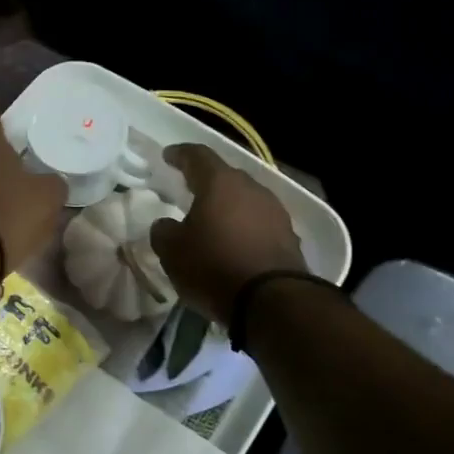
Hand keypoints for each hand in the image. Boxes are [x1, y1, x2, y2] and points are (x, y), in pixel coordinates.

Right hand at [150, 144, 307, 322]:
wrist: (271, 300)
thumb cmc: (213, 266)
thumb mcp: (171, 251)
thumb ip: (163, 231)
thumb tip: (166, 224)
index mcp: (220, 183)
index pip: (197, 156)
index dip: (180, 154)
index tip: (168, 156)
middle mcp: (251, 189)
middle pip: (226, 177)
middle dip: (207, 182)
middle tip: (190, 190)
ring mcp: (275, 212)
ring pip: (246, 200)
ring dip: (229, 207)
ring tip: (214, 221)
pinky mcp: (290, 237)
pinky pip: (260, 224)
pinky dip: (245, 229)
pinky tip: (235, 244)